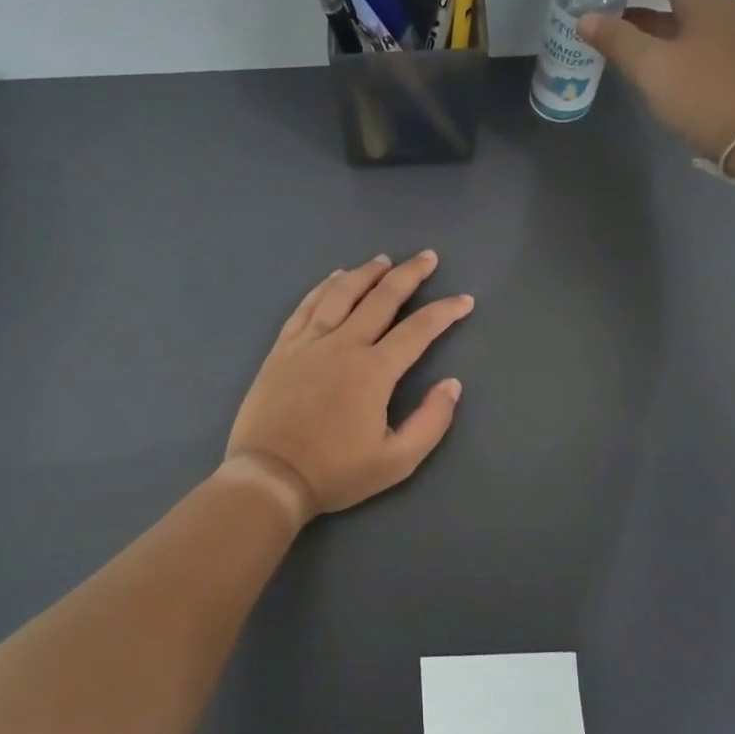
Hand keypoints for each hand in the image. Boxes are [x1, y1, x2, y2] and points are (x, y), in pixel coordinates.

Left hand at [226, 252, 471, 522]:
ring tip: (383, 260)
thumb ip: (431, 421)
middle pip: (381, 298)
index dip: (445, 311)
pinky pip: (307, 305)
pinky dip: (324, 286)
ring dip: (366, 273)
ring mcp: (309, 342)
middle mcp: (343, 344)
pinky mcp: (283, 347)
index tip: (464, 300)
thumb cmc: (335, 472)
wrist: (270, 476)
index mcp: (374, 370)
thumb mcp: (396, 461)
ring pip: (341, 293)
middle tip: (427, 257)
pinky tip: (335, 277)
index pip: (418, 329)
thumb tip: (452, 384)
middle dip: (409, 274)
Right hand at [575, 0, 734, 159]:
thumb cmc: (703, 95)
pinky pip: (680, 31)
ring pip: (675, 6)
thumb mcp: (652, 66)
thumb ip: (616, 39)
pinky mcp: (717, 58)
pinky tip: (630, 47)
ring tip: (606, 15)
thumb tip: (585, 19)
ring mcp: (719, 34)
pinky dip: (653, 30)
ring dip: (641, 6)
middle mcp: (715, 7)